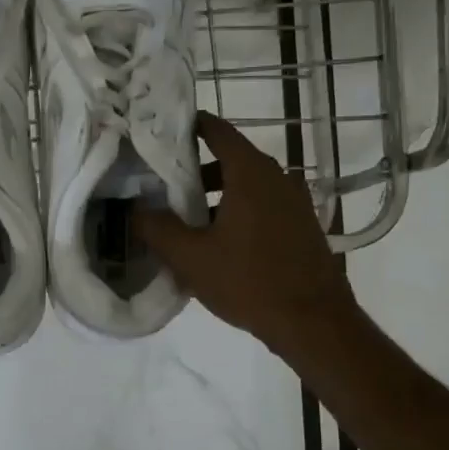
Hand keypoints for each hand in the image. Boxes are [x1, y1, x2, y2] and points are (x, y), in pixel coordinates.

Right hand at [135, 112, 358, 363]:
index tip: (160, 135)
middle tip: (163, 186)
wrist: (313, 323)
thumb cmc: (248, 281)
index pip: (216, 129)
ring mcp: (294, 201)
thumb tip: (134, 209)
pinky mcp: (302, 225)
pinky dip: (238, 211)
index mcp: (250, 173)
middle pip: (230, 158)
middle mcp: (277, 177)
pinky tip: (219, 242)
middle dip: (195, 169)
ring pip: (247, 185)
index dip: (187, 127)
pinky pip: (263, 206)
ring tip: (187, 220)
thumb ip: (157, 228)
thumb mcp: (191, 257)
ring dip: (216, 195)